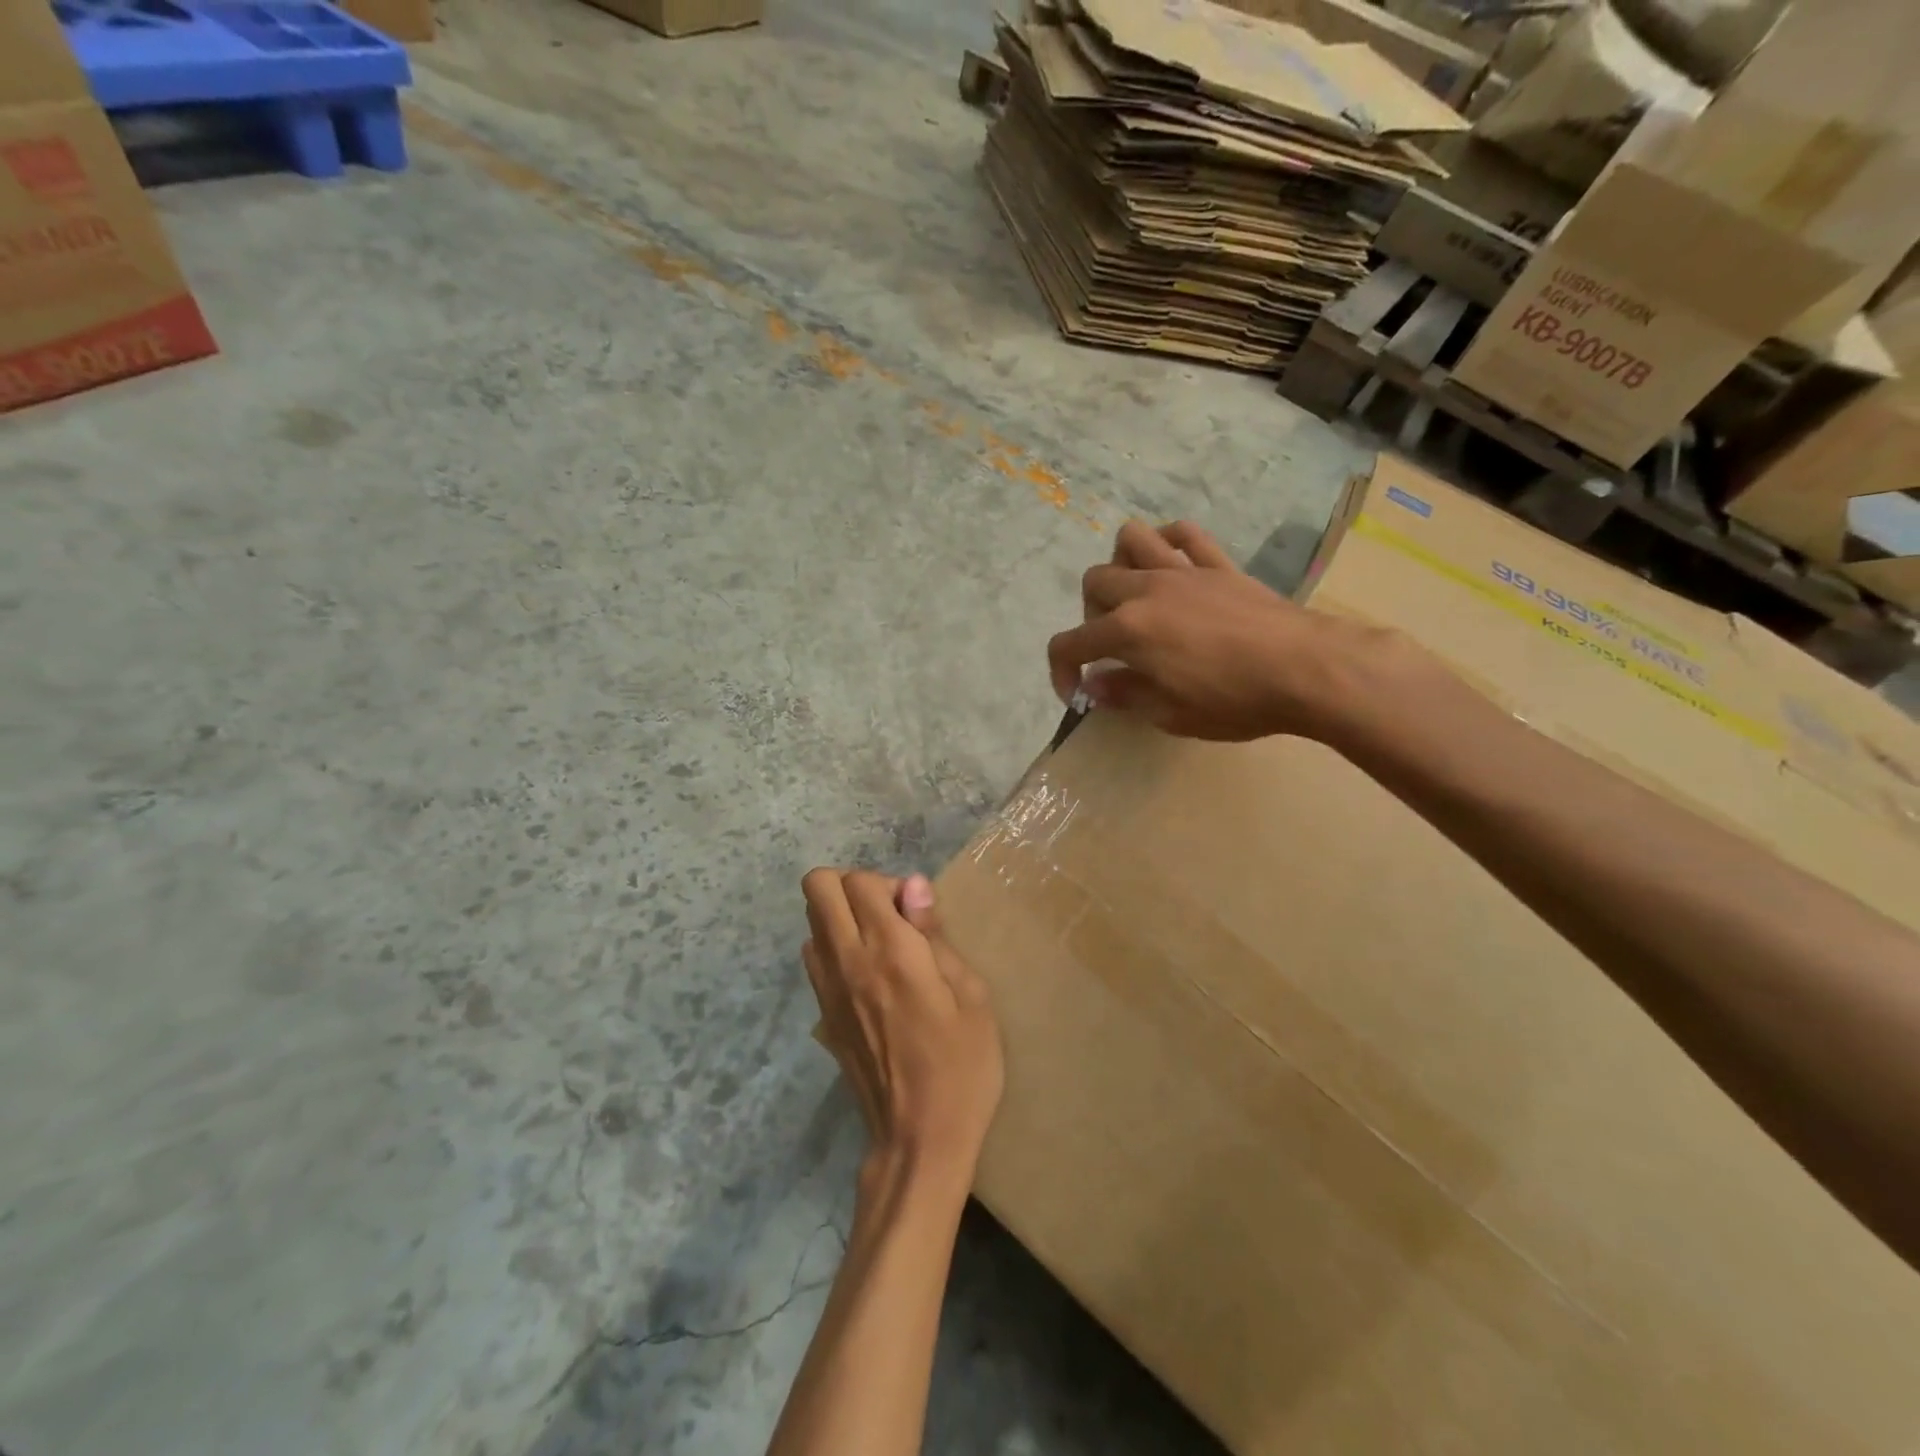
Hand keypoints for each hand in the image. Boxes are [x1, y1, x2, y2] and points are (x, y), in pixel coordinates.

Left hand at [801, 869, 1003, 1191]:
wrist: (918, 1140)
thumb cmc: (961, 1066)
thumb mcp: (970, 995)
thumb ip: (935, 934)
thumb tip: (913, 884)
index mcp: (889, 952)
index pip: (859, 881)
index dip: (889, 883)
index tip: (917, 913)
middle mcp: (847, 961)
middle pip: (818, 887)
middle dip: (852, 886)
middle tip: (891, 916)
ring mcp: (827, 990)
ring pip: (811, 920)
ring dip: (841, 916)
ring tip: (882, 947)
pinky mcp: (822, 1015)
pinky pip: (814, 958)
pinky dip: (834, 948)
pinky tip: (869, 978)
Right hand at [1045, 519, 1387, 742]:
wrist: (1307, 670)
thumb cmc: (1234, 701)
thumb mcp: (1170, 715)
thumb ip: (1125, 695)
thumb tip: (1094, 684)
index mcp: (1127, 631)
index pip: (1069, 644)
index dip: (1061, 671)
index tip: (1076, 693)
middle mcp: (1146, 591)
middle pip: (1094, 582)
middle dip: (1090, 616)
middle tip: (1113, 647)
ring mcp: (1183, 571)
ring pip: (1131, 539)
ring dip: (1122, 565)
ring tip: (1136, 596)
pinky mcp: (1218, 565)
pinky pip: (1185, 534)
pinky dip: (1170, 543)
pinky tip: (1173, 566)